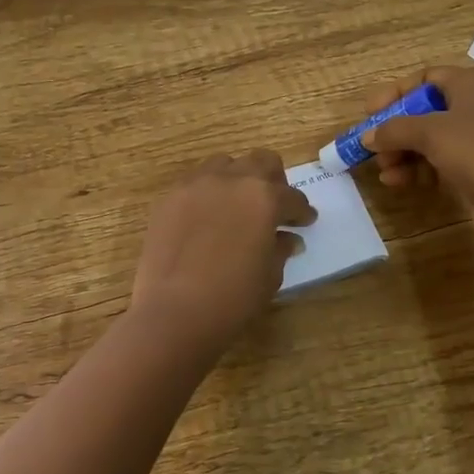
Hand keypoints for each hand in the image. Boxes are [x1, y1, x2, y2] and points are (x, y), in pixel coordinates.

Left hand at [130, 150, 315, 342]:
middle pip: (261, 162)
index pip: (292, 197)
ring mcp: (196, 185)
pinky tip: (207, 217)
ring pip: (225, 164)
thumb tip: (288, 239)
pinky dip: (208, 193)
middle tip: (274, 206)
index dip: (302, 212)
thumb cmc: (233, 298)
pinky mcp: (169, 198)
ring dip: (237, 179)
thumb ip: (280, 249)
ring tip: (237, 205)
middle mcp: (231, 180)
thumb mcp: (269, 276)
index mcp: (264, 198)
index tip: (305, 222)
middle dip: (273, 181)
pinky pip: (195, 182)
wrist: (174, 311)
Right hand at [360, 65, 473, 243]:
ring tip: (384, 171)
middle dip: (395, 130)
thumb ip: (393, 129)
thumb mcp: (429, 132)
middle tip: (372, 147)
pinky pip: (438, 162)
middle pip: (424, 111)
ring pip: (429, 140)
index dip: (396, 93)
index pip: (425, 78)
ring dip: (402, 153)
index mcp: (469, 84)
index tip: (371, 113)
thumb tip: (367, 136)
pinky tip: (398, 182)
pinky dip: (417, 169)